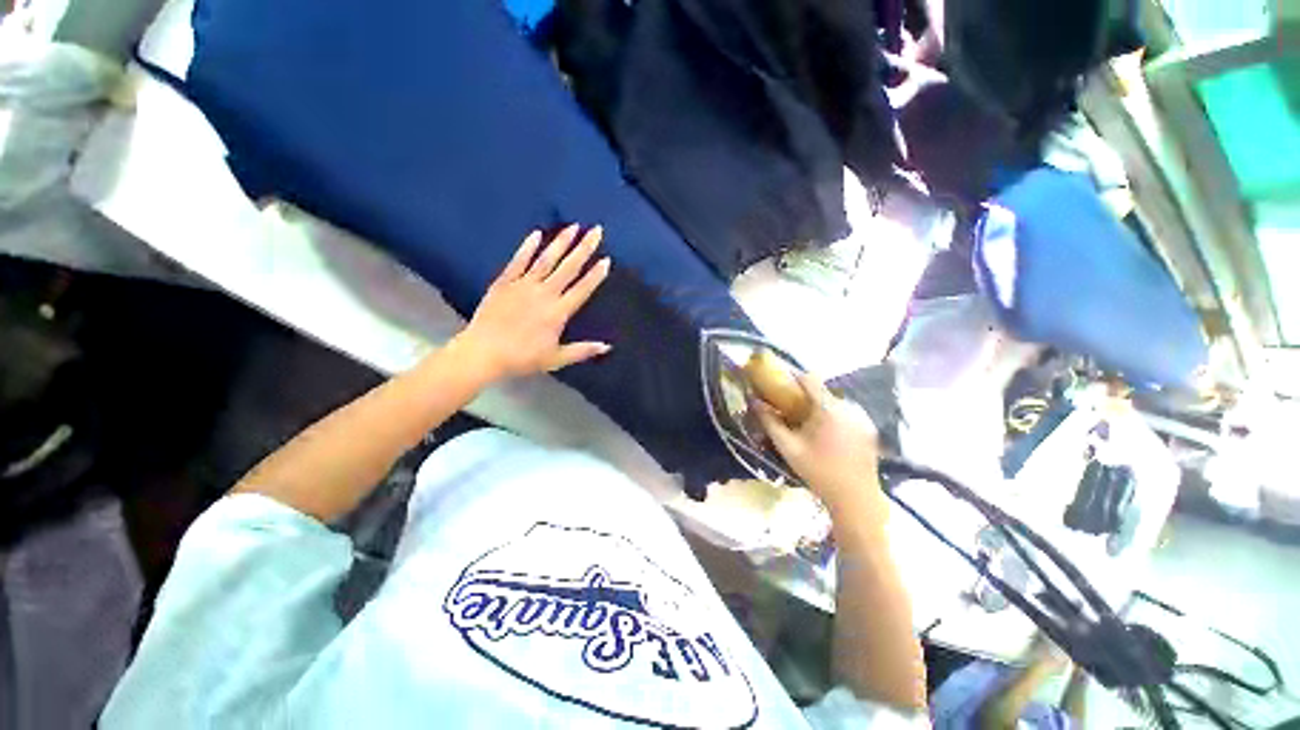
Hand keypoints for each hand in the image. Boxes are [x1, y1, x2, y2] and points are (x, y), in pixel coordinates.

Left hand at [452, 225, 610, 380]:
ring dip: (560, 242)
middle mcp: (544, 294)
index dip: (595, 275)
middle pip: (568, 268)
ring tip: (573, 226)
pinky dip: (527, 247)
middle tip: (596, 231)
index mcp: (558, 313)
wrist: (483, 353)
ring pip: (546, 260)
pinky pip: (518, 261)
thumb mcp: (556, 359)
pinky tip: (536, 234)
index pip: (582, 290)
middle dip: (584, 248)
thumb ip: (582, 350)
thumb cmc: (522, 358)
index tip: (606, 260)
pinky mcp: (504, 283)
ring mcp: (523, 286)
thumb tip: (607, 347)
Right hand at [753, 374, 882, 515]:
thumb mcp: (788, 448)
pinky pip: (846, 413)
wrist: (856, 500)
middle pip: (822, 391)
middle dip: (804, 396)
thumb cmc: (818, 472)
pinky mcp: (869, 428)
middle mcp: (848, 407)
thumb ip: (770, 422)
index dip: (793, 377)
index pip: (809, 378)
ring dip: (819, 407)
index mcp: (829, 409)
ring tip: (807, 424)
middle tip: (789, 409)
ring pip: (834, 402)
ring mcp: (862, 417)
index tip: (779, 384)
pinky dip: (833, 416)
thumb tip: (753, 401)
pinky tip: (827, 435)